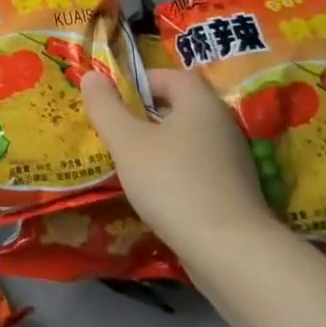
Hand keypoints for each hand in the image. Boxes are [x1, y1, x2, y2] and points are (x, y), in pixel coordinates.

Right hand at [81, 69, 283, 262]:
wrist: (229, 251)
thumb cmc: (172, 183)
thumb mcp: (126, 142)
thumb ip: (106, 106)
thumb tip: (91, 75)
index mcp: (200, 102)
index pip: (170, 75)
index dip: (139, 82)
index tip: (112, 101)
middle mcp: (221, 124)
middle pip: (179, 107)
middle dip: (144, 115)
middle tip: (114, 131)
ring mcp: (232, 159)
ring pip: (187, 139)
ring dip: (158, 146)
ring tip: (128, 164)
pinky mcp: (234, 190)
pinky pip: (196, 167)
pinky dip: (174, 172)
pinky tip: (154, 193)